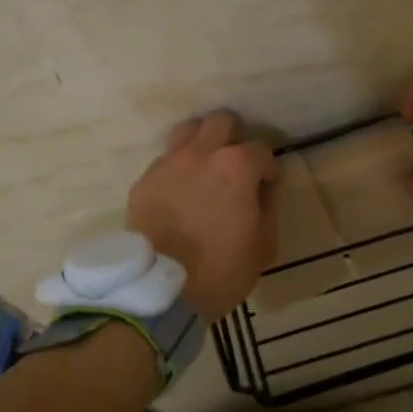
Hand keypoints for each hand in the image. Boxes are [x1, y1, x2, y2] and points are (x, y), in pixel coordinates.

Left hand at [127, 111, 278, 320]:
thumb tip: (263, 191)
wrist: (161, 289)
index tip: (268, 184)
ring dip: (201, 142)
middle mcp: (201, 153)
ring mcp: (168, 164)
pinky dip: (177, 170)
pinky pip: (164, 162)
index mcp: (237, 166)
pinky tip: (180, 192)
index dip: (268, 167)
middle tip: (237, 163)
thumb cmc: (222, 269)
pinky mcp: (144, 181)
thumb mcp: (264, 245)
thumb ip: (268, 209)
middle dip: (234, 136)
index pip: (261, 149)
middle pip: (221, 121)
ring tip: (206, 166)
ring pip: (187, 131)